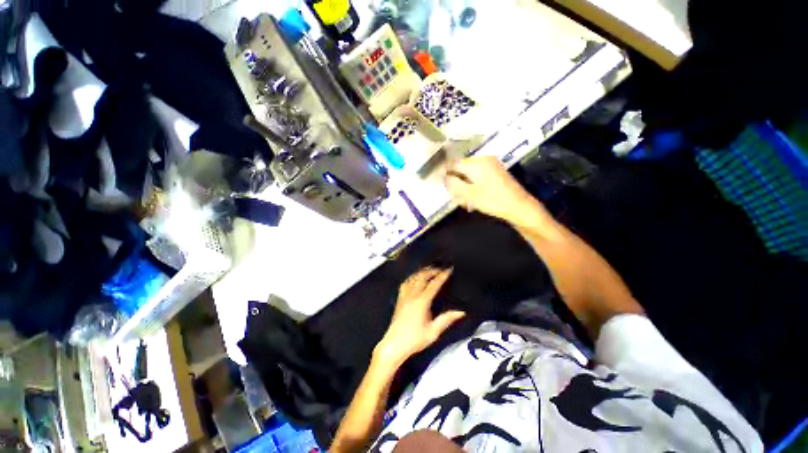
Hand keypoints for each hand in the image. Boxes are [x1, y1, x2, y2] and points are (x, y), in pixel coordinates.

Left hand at [374, 268, 465, 367]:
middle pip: (422, 277)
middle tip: (440, 267)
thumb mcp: (433, 332)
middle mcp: (412, 295)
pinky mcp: (399, 299)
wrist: (394, 345)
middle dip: (432, 270)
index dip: (442, 276)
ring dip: (422, 271)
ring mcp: (404, 296)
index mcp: (422, 302)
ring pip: (413, 278)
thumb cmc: (414, 340)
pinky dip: (411, 277)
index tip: (449, 269)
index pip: (434, 284)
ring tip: (429, 268)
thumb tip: (461, 312)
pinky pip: (405, 283)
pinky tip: (414, 277)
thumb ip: (446, 320)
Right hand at [445, 156, 537, 223]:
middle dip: (456, 184)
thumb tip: (444, 178)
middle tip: (458, 198)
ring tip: (467, 202)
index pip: (453, 164)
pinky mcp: (494, 173)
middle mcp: (483, 159)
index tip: (445, 187)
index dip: (446, 175)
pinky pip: (477, 177)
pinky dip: (473, 187)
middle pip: (461, 170)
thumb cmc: (493, 200)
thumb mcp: (469, 194)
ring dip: (464, 188)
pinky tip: (474, 200)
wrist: (518, 206)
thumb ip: (453, 184)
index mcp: (476, 162)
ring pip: (468, 175)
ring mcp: (490, 165)